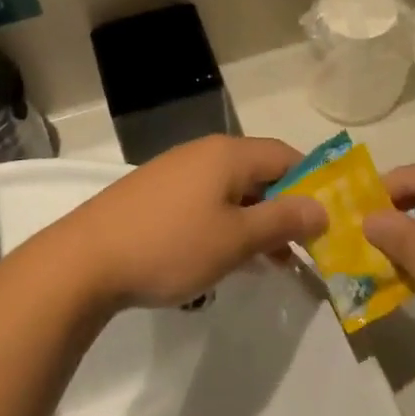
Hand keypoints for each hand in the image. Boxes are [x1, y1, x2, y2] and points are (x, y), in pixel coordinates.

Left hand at [53, 136, 325, 309]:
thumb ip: (283, 220)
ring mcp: (176, 172)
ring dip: (256, 221)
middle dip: (285, 208)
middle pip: (260, 172)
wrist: (85, 260)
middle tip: (304, 249)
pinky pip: (206, 201)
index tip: (329, 221)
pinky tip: (225, 258)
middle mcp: (204, 153)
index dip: (312, 184)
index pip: (286, 156)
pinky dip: (226, 224)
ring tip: (271, 262)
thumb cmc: (171, 245)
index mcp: (228, 154)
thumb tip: (322, 207)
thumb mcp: (236, 239)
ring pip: (232, 190)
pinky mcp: (156, 194)